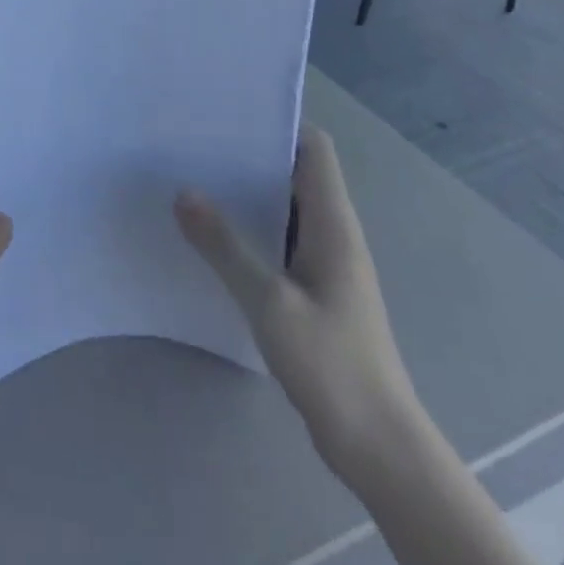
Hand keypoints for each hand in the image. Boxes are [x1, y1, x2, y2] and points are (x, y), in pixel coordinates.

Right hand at [176, 128, 420, 487]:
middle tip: (196, 146)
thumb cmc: (331, 364)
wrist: (379, 448)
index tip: (229, 117)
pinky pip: (281, 243)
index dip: (278, 125)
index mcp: (333, 223)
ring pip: (285, 210)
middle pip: (295, 173)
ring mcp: (326, 265)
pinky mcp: (315, 293)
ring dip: (247, 197)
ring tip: (194, 184)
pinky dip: (251, 232)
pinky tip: (213, 241)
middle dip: (250, 157)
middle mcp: (333, 234)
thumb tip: (184, 192)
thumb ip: (224, 245)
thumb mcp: (268, 300)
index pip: (315, 148)